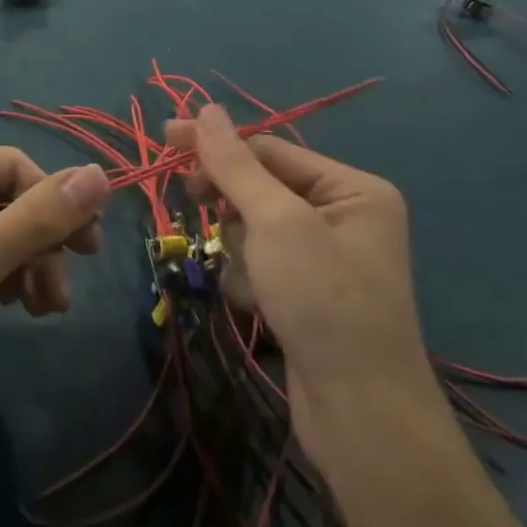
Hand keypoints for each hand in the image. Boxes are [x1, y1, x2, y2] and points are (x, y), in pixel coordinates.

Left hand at [0, 145, 109, 390]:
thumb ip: (39, 218)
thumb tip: (101, 174)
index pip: (16, 167)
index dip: (56, 204)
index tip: (89, 250)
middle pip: (10, 198)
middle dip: (42, 244)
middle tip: (64, 292)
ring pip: (1, 227)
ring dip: (30, 264)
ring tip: (44, 308)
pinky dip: (6, 274)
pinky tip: (17, 304)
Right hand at [164, 107, 432, 444]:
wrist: (361, 417)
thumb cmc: (323, 300)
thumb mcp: (275, 221)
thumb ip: (235, 164)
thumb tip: (206, 108)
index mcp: (352, 189)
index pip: (268, 148)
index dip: (216, 143)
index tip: (165, 138)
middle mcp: (344, 216)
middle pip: (261, 186)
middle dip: (230, 201)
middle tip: (191, 199)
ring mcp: (326, 258)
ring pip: (254, 226)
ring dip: (239, 247)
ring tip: (252, 279)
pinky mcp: (308, 293)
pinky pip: (261, 262)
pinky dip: (248, 278)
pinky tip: (257, 304)